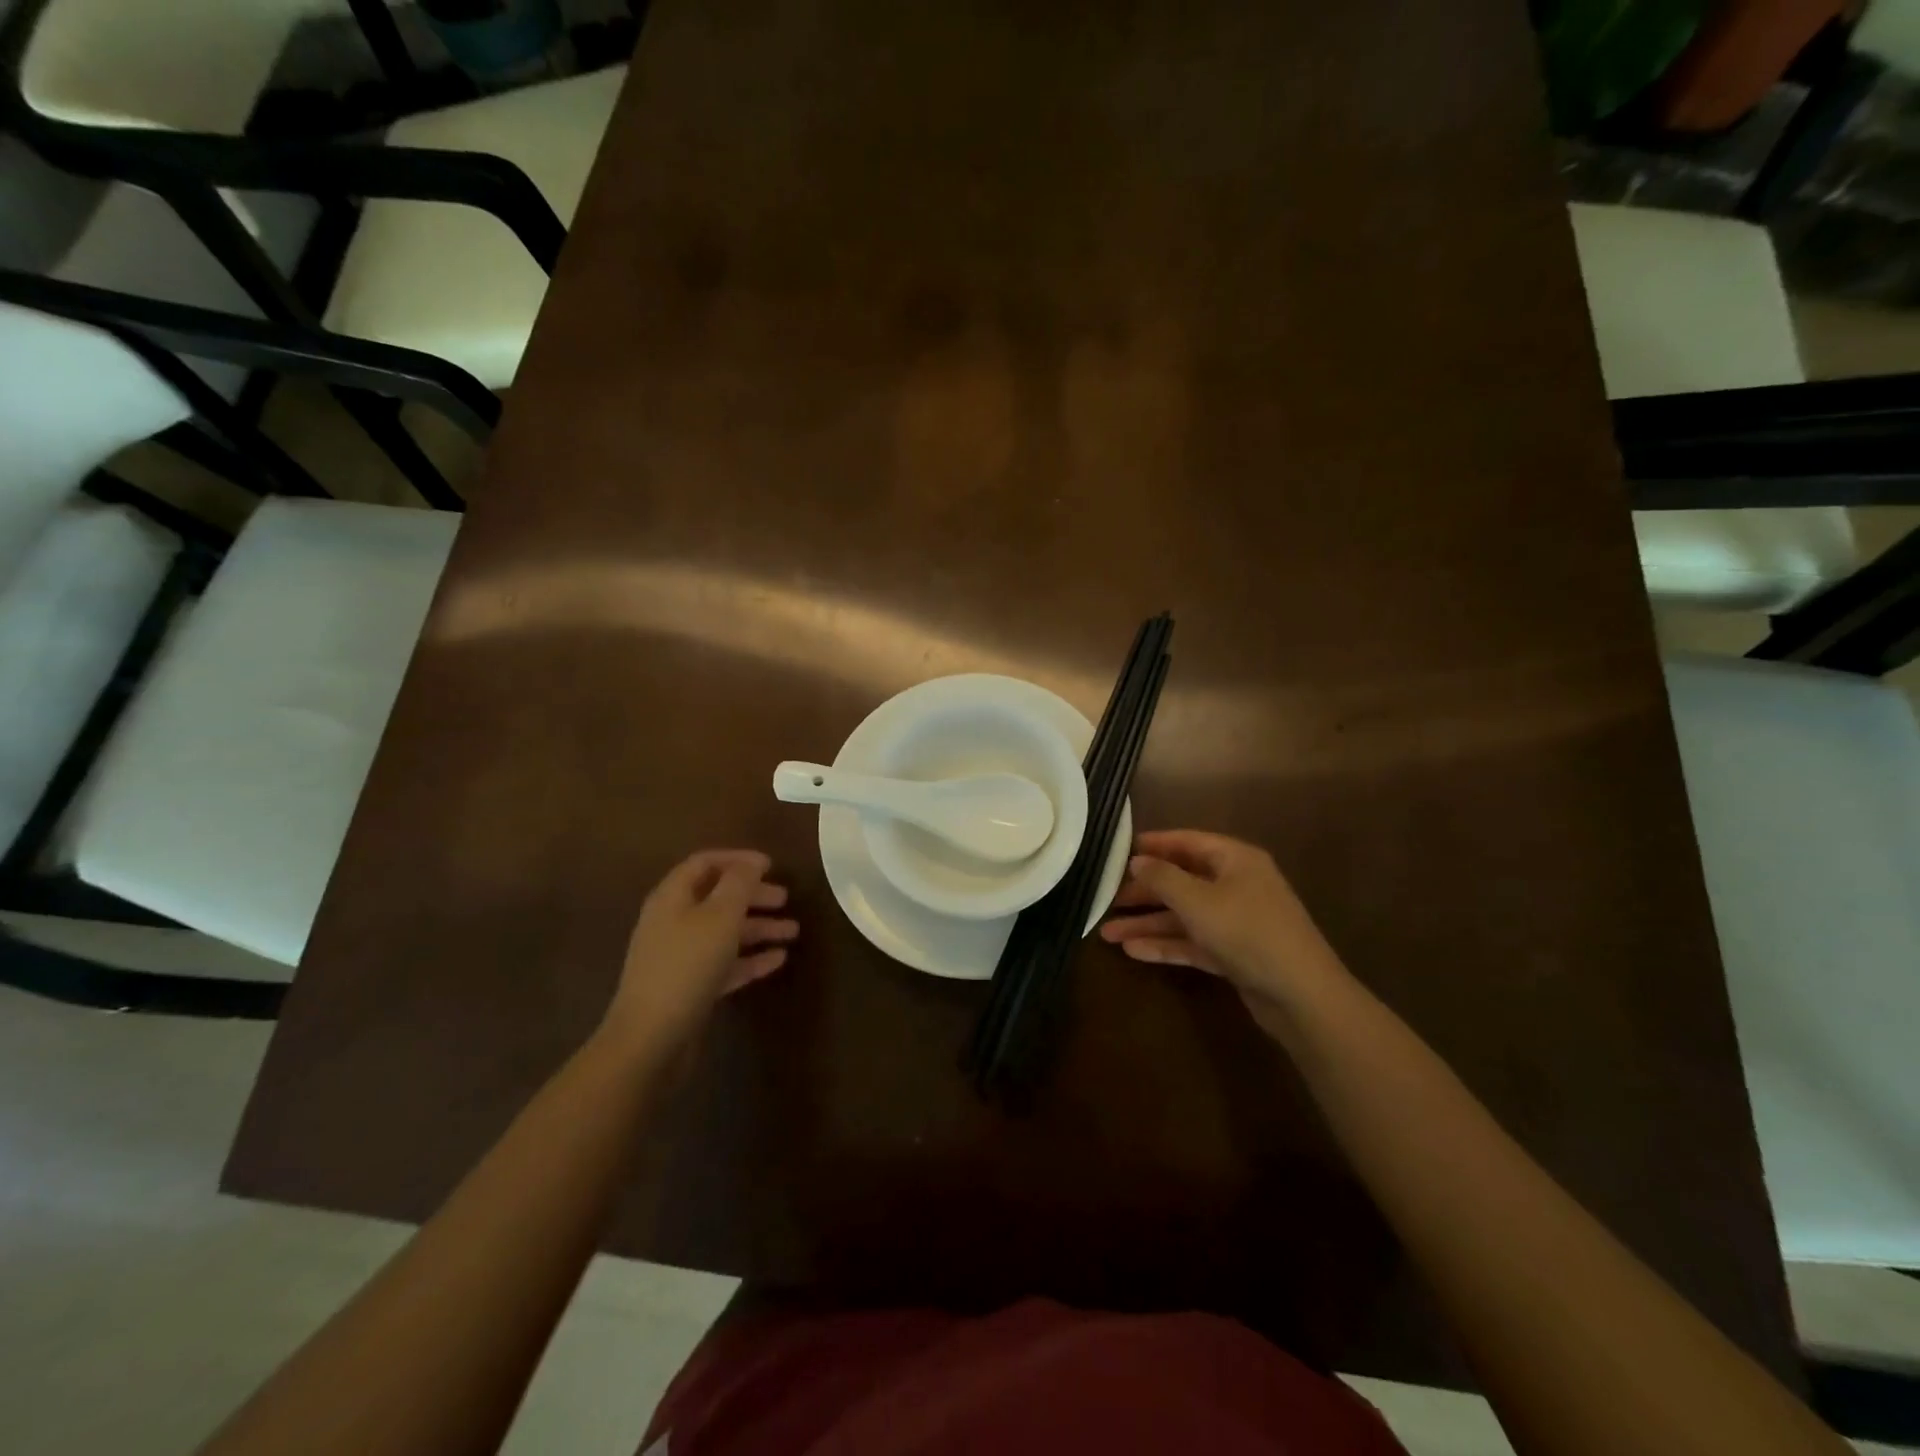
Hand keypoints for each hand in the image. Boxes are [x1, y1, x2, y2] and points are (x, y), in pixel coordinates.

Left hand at [602, 849, 796, 1050]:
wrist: (651, 1039)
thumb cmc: (687, 966)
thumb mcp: (720, 917)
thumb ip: (739, 884)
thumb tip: (752, 862)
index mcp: (673, 897)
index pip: (705, 863)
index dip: (738, 859)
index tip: (771, 865)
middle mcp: (673, 921)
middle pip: (717, 898)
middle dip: (753, 896)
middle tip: (786, 898)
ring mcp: (680, 956)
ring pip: (724, 932)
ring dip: (758, 928)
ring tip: (793, 931)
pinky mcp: (690, 987)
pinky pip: (725, 963)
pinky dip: (751, 958)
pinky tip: (779, 960)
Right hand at [1099, 830, 1347, 1037]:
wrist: (1301, 996)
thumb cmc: (1248, 932)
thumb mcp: (1198, 901)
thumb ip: (1162, 878)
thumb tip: (1136, 861)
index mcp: (1235, 860)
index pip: (1187, 842)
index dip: (1152, 845)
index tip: (1117, 851)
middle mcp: (1236, 885)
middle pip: (1181, 881)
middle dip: (1143, 892)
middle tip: (1106, 899)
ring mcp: (1236, 921)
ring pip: (1183, 915)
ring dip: (1147, 923)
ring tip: (1107, 933)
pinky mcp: (1234, 953)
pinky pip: (1193, 942)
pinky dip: (1166, 945)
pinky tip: (1133, 952)